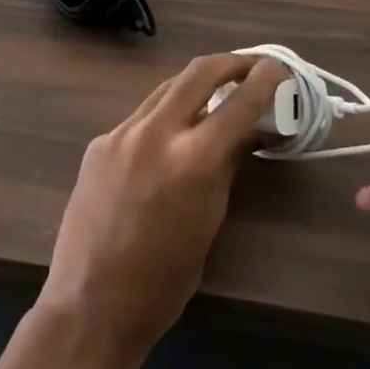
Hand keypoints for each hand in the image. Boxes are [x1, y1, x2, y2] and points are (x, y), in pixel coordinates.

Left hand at [37, 54, 282, 365]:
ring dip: (196, 84)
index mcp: (191, 159)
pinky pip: (140, 117)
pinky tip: (174, 134)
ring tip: (219, 90)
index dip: (264, 80)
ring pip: (166, 89)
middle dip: (230, 62)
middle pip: (198, 72)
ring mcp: (120, 133)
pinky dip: (166, 115)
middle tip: (252, 66)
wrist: (90, 305)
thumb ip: (229, 166)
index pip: (239, 103)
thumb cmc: (164, 280)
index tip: (279, 69)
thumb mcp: (210, 220)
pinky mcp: (99, 143)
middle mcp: (154, 132)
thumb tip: (251, 133)